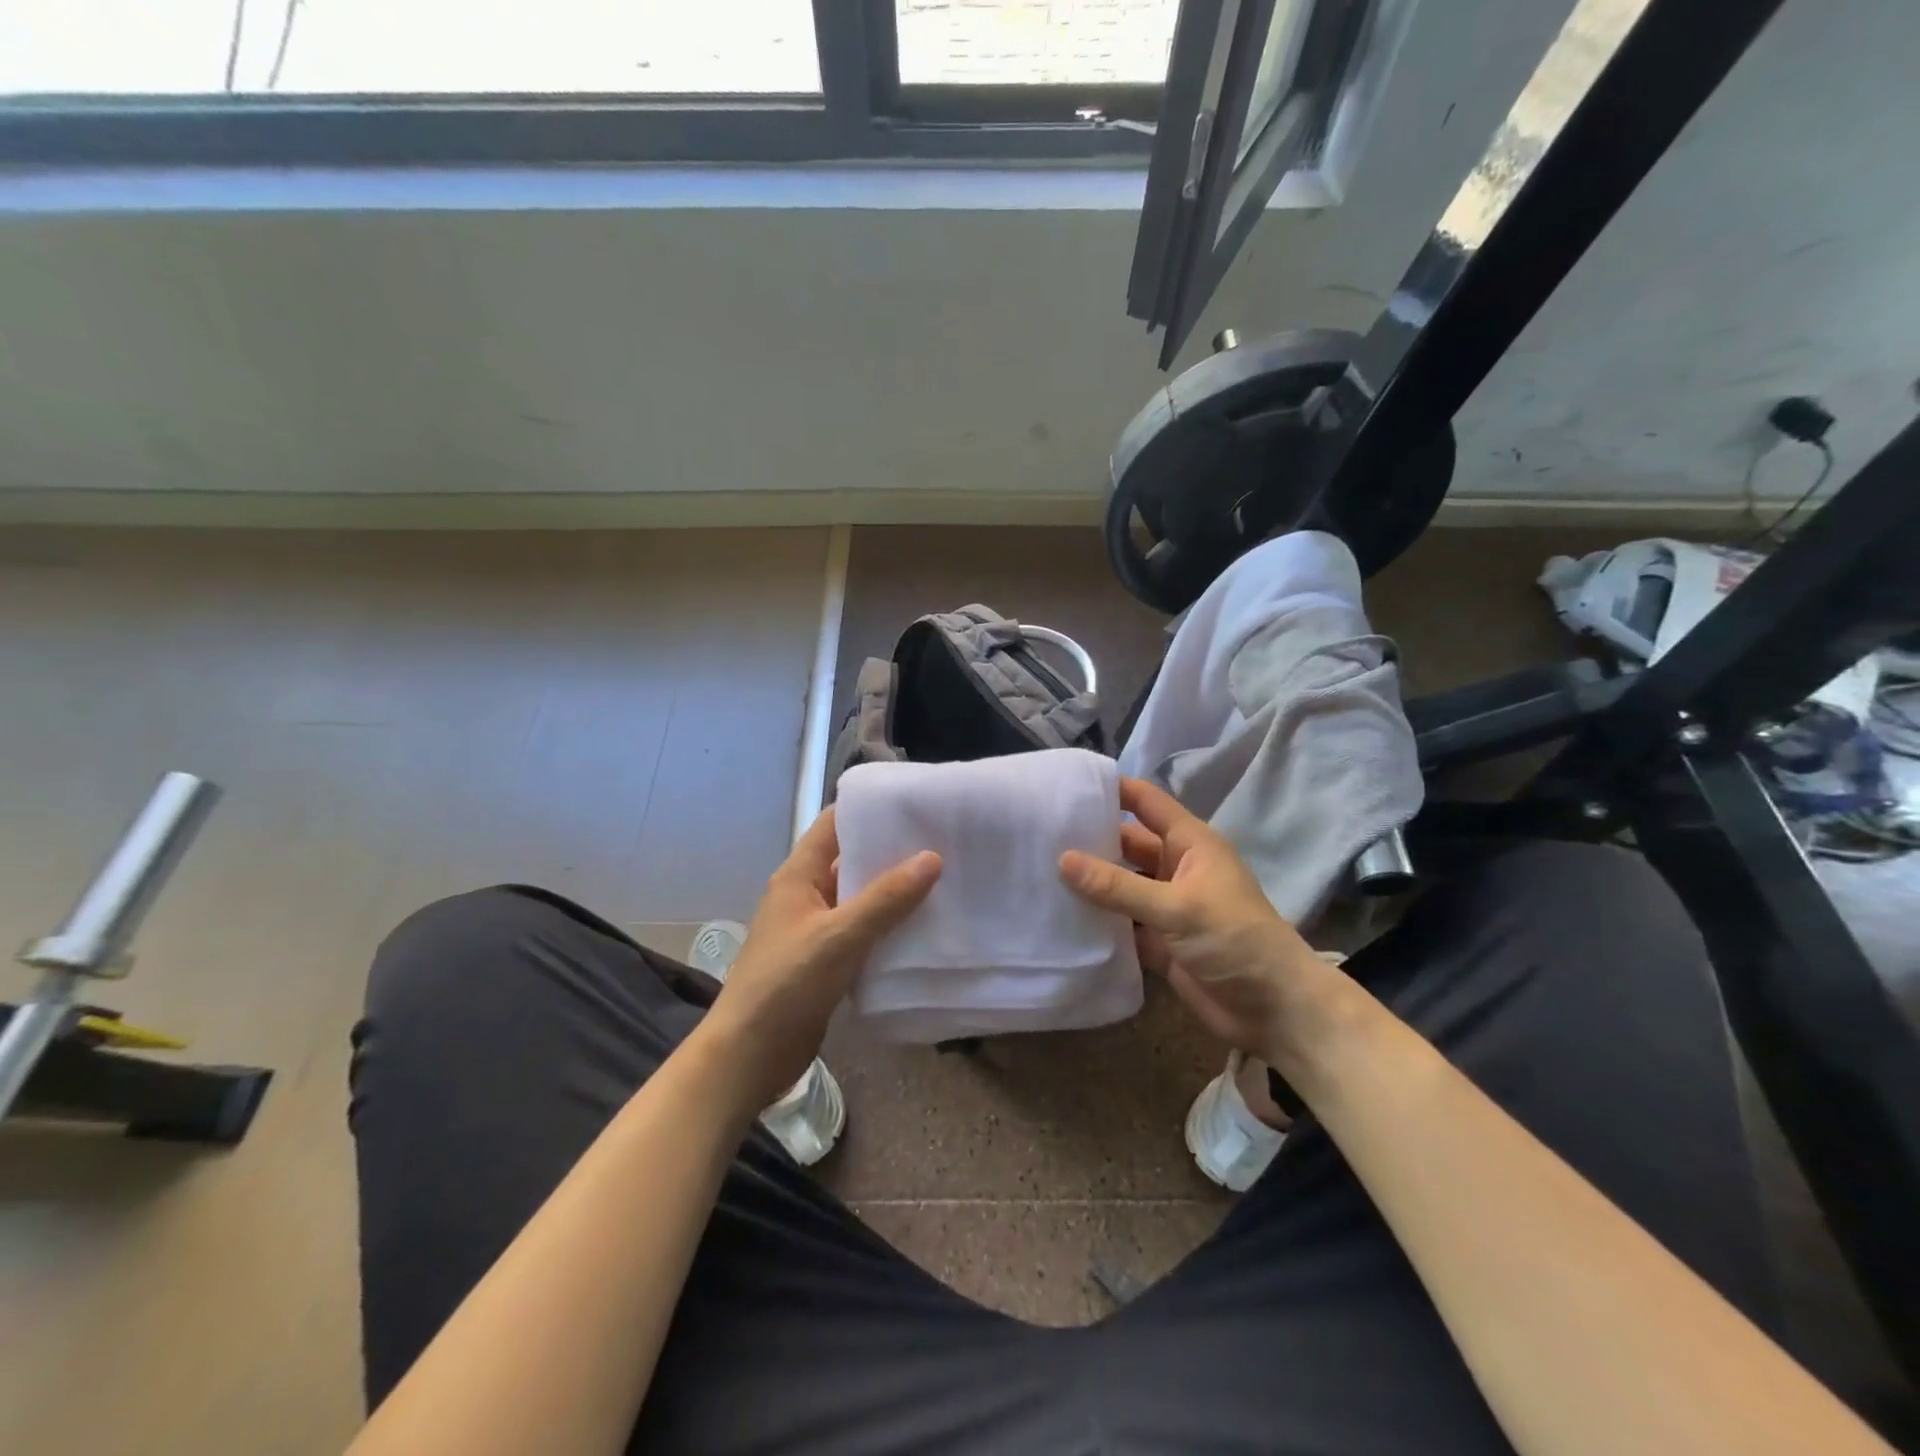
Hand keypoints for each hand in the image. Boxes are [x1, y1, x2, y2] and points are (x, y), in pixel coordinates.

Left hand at [700, 808, 939, 1110]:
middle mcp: (805, 895)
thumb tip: (932, 857)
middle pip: (851, 860)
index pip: (834, 824)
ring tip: (945, 880)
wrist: (748, 1057)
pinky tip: (924, 929)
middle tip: (944, 842)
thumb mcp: (839, 936)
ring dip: (894, 892)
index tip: (916, 803)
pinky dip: (888, 928)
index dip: (870, 809)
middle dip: (892, 852)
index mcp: (798, 875)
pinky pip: (862, 933)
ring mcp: (815, 929)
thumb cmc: (786, 984)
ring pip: (860, 899)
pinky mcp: (825, 962)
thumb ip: (885, 898)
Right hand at [1059, 776, 1340, 1066]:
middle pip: (1125, 844)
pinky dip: (1096, 920)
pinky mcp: (1157, 941)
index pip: (1145, 802)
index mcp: (1189, 844)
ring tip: (1036, 871)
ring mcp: (1165, 906)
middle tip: (1036, 834)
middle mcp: (1174, 868)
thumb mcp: (1177, 907)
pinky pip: (1120, 923)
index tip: (1066, 784)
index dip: (1111, 788)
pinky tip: (1058, 916)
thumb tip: (1062, 859)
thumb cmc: (1235, 940)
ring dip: (1088, 882)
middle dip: (1088, 839)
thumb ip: (1118, 886)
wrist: (1275, 1011)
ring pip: (1119, 885)